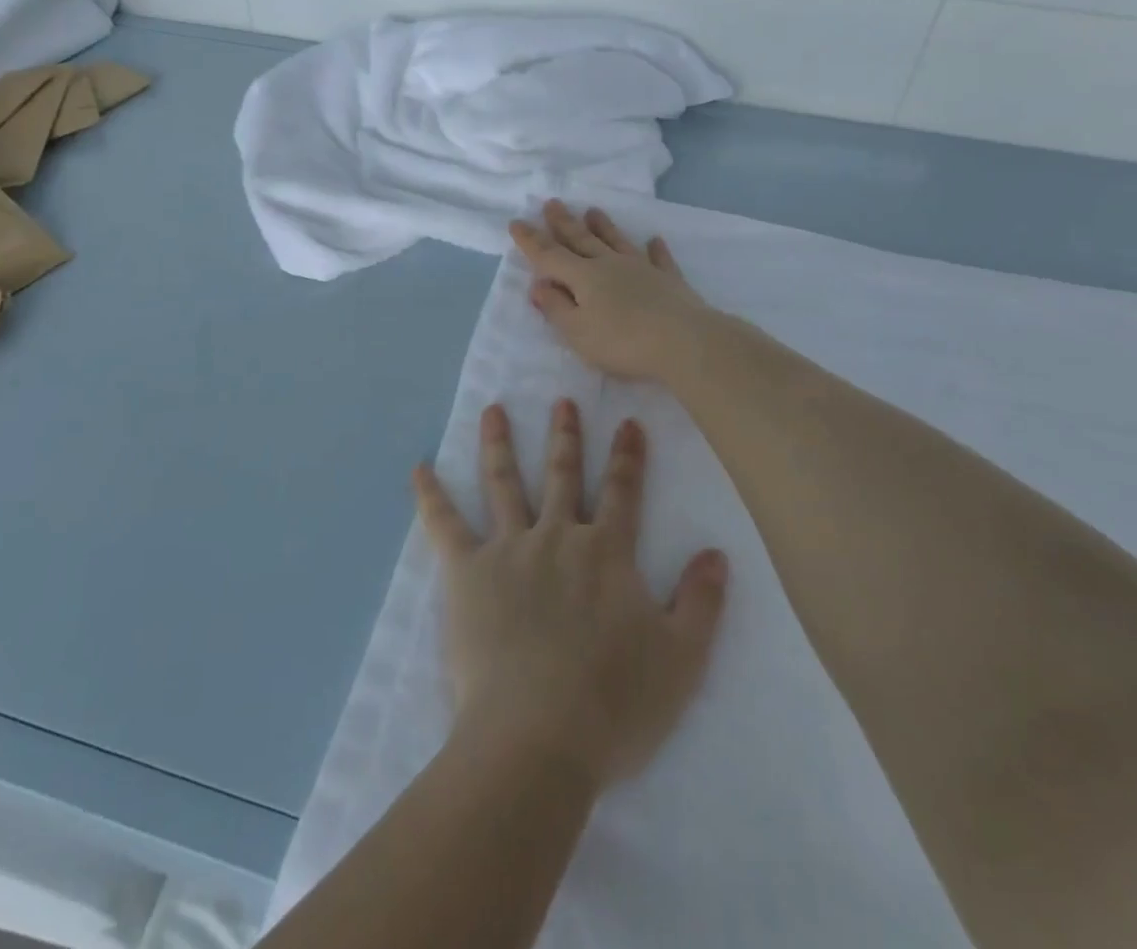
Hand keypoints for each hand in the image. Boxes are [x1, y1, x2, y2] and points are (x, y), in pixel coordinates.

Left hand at [414, 399, 728, 791]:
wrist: (538, 737)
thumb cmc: (614, 703)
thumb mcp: (681, 659)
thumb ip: (700, 602)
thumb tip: (717, 552)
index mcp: (606, 552)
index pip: (622, 492)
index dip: (629, 456)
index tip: (629, 421)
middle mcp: (557, 536)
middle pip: (561, 474)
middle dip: (564, 435)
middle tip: (562, 399)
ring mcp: (508, 549)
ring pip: (503, 483)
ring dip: (498, 443)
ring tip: (492, 408)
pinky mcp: (467, 572)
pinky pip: (444, 524)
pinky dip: (430, 495)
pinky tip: (419, 468)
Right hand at [509, 200, 719, 382]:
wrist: (685, 343)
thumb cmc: (623, 342)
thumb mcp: (578, 332)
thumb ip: (556, 308)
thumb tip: (538, 284)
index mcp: (584, 277)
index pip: (550, 256)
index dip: (531, 241)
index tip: (516, 222)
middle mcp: (610, 265)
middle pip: (582, 240)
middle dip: (564, 223)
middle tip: (552, 203)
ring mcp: (642, 269)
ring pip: (617, 242)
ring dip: (604, 226)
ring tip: (593, 210)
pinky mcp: (670, 281)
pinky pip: (659, 259)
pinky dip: (655, 249)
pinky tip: (654, 240)